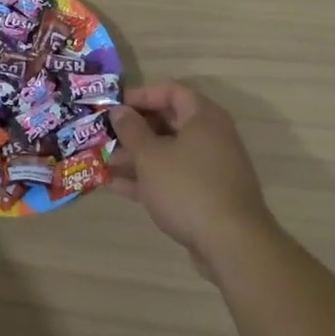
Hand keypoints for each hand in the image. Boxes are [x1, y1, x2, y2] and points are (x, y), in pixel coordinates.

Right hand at [108, 83, 275, 266]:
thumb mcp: (150, 155)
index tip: (114, 106)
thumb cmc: (187, 187)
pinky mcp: (205, 196)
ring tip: (103, 161)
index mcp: (203, 117)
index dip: (140, 95)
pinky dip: (146, 179)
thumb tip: (119, 111)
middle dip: (133, 129)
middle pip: (168, 122)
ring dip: (135, 156)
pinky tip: (115, 186)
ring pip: (167, 153)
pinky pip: (171, 178)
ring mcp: (209, 168)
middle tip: (105, 134)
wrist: (232, 244)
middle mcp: (210, 137)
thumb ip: (131, 130)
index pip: (171, 91)